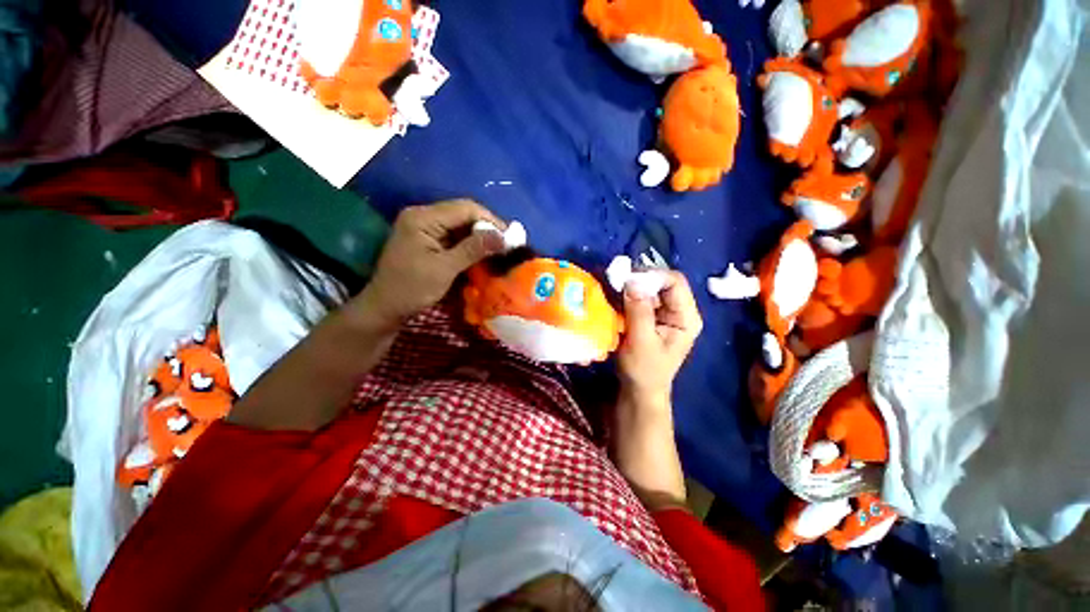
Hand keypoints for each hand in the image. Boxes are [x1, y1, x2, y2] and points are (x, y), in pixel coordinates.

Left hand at [352, 200, 504, 329]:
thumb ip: (473, 249)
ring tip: (498, 249)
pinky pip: (453, 235)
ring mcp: (423, 227)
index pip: (465, 208)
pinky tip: (482, 253)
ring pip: (460, 224)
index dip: (490, 220)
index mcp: (423, 218)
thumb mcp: (445, 269)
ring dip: (479, 236)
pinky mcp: (427, 239)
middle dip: (486, 228)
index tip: (510, 237)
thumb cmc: (411, 289)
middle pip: (463, 213)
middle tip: (506, 245)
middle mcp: (422, 215)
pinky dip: (469, 244)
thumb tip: (503, 237)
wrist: (385, 307)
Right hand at [617, 271, 703, 405]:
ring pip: (648, 288)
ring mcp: (664, 312)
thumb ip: (639, 311)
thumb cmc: (644, 370)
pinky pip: (639, 297)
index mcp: (686, 317)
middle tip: (615, 281)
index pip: (675, 282)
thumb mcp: (641, 341)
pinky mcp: (650, 316)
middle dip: (638, 280)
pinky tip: (614, 298)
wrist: (639, 389)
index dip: (652, 275)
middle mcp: (678, 310)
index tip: (627, 279)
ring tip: (612, 288)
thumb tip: (632, 281)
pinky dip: (626, 295)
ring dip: (630, 287)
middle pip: (661, 282)